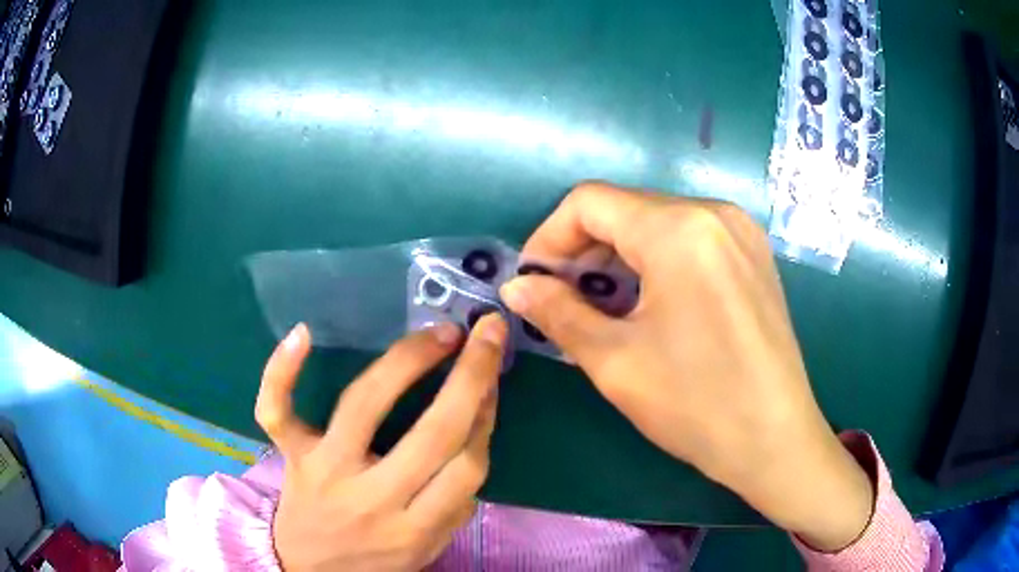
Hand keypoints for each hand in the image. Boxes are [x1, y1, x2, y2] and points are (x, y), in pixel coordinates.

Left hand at [255, 315, 506, 570]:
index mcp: (414, 528)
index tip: (493, 381)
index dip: (485, 416)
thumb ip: (455, 507)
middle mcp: (371, 498)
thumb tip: (474, 439)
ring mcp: (324, 470)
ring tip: (437, 333)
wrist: (309, 570)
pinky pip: (275, 410)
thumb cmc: (375, 558)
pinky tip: (303, 333)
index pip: (466, 467)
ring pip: (363, 405)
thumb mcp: (427, 549)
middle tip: (486, 334)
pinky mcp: (290, 454)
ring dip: (406, 361)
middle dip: (469, 378)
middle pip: (432, 433)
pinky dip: (280, 372)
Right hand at [499, 182, 873, 551]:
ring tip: (604, 306)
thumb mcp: (614, 360)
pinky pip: (690, 238)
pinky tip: (651, 303)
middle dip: (584, 249)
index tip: (534, 281)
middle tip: (563, 300)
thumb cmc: (696, 404)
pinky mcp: (754, 253)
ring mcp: (741, 231)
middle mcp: (714, 212)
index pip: (589, 202)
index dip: (549, 237)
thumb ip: (557, 312)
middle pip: (626, 209)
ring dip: (620, 256)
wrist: (774, 438)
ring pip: (658, 222)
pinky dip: (657, 260)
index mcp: (679, 229)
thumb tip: (516, 286)